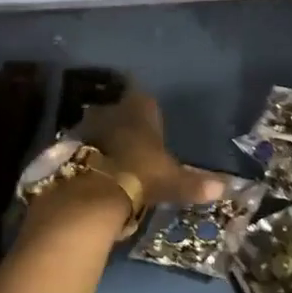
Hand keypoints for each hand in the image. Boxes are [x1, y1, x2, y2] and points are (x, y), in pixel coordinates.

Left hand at [77, 88, 224, 208]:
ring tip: (113, 157)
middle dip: (125, 123)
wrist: (93, 193)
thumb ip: (195, 184)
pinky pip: (81, 146)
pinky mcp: (67, 147)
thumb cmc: (141, 176)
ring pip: (98, 126)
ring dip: (104, 138)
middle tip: (133, 141)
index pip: (146, 100)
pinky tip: (94, 171)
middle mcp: (113, 110)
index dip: (148, 111)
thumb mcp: (172, 182)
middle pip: (119, 111)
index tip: (152, 123)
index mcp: (140, 111)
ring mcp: (87, 127)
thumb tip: (224, 188)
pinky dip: (87, 155)